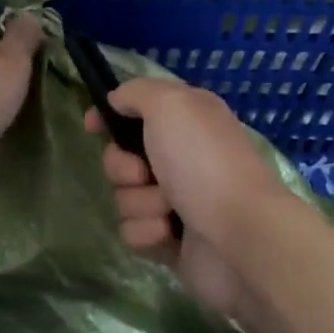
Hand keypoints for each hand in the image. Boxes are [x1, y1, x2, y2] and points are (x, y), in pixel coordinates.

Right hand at [84, 79, 294, 320]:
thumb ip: (137, 92)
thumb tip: (116, 101)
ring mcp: (176, 200)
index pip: (136, 110)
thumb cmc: (205, 163)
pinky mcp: (171, 240)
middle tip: (144, 175)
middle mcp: (181, 156)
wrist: (241, 236)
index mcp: (186, 120)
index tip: (92, 127)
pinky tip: (171, 235)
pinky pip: (133, 231)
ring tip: (170, 210)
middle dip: (122, 168)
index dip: (110, 117)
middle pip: (120, 157)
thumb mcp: (171, 105)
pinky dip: (148, 232)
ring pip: (124, 196)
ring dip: (140, 203)